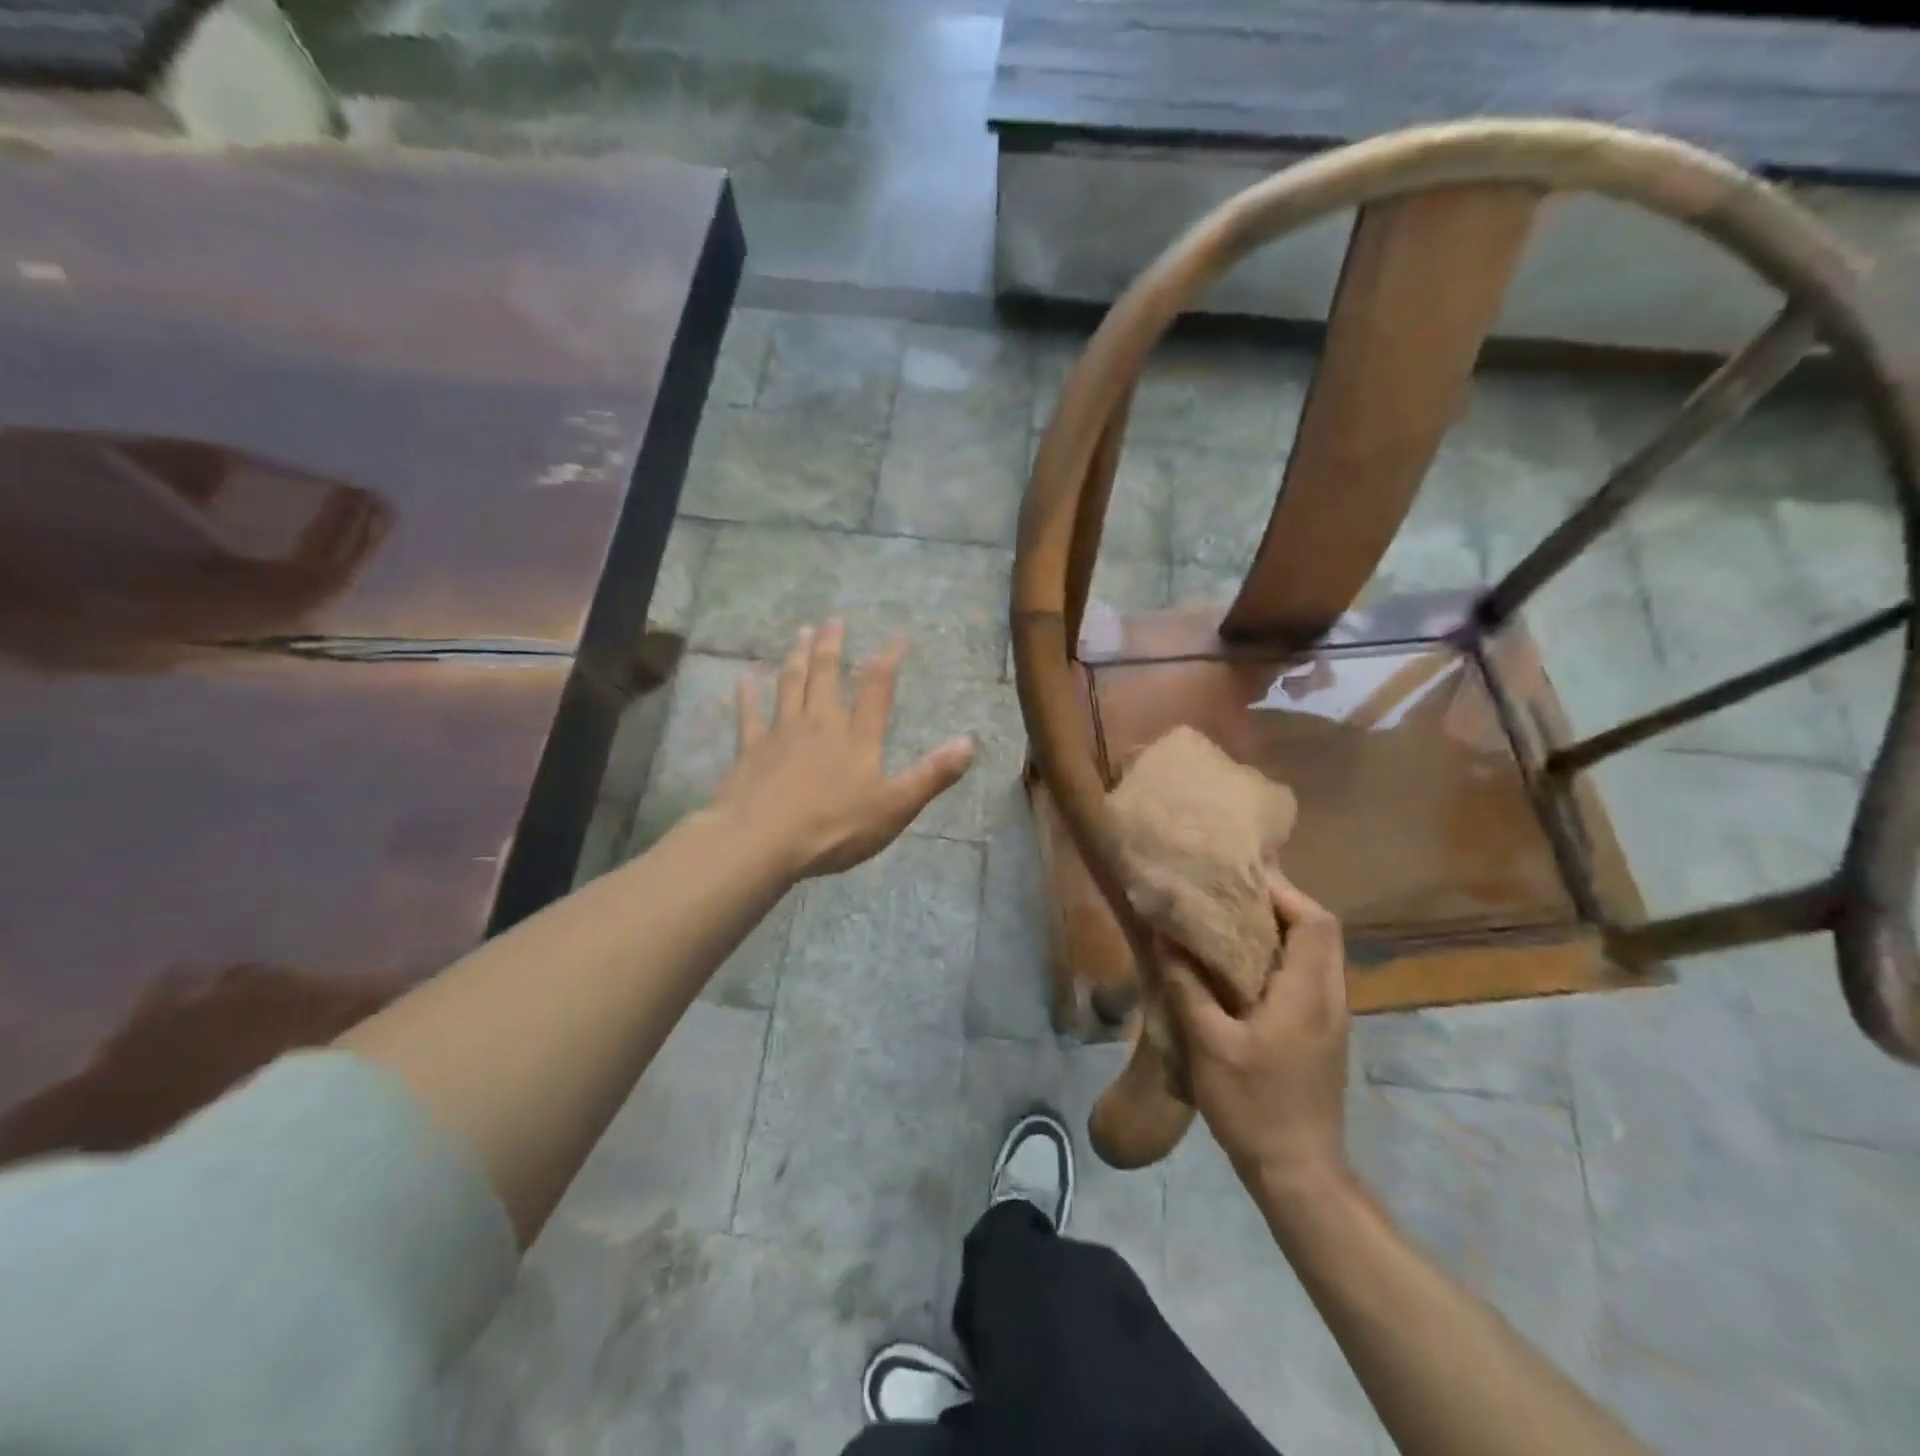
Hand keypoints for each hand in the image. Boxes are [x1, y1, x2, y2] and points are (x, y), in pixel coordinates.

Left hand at [711, 620, 974, 879]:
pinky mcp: (751, 749)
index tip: (896, 637)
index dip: (888, 660)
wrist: (762, 841)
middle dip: (832, 646)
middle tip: (833, 620)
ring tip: (801, 633)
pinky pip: (750, 715)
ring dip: (797, 657)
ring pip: (790, 685)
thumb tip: (970, 743)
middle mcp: (819, 723)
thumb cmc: (834, 827)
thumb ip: (932, 775)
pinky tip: (744, 678)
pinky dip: (747, 695)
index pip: (877, 689)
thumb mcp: (895, 806)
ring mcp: (782, 733)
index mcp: (857, 737)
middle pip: (826, 675)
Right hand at [1165, 870, 1349, 1194]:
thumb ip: (1187, 984)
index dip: (1283, 892)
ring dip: (1282, 930)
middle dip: (1281, 904)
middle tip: (1231, 896)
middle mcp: (1330, 998)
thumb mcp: (1207, 1043)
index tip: (1240, 879)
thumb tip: (1165, 935)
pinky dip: (1283, 958)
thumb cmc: (1252, 1104)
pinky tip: (1243, 969)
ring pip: (1318, 954)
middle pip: (1320, 931)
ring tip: (1232, 923)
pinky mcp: (1324, 1035)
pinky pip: (1310, 977)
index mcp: (1308, 992)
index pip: (1315, 921)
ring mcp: (1332, 1018)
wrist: (1299, 1172)